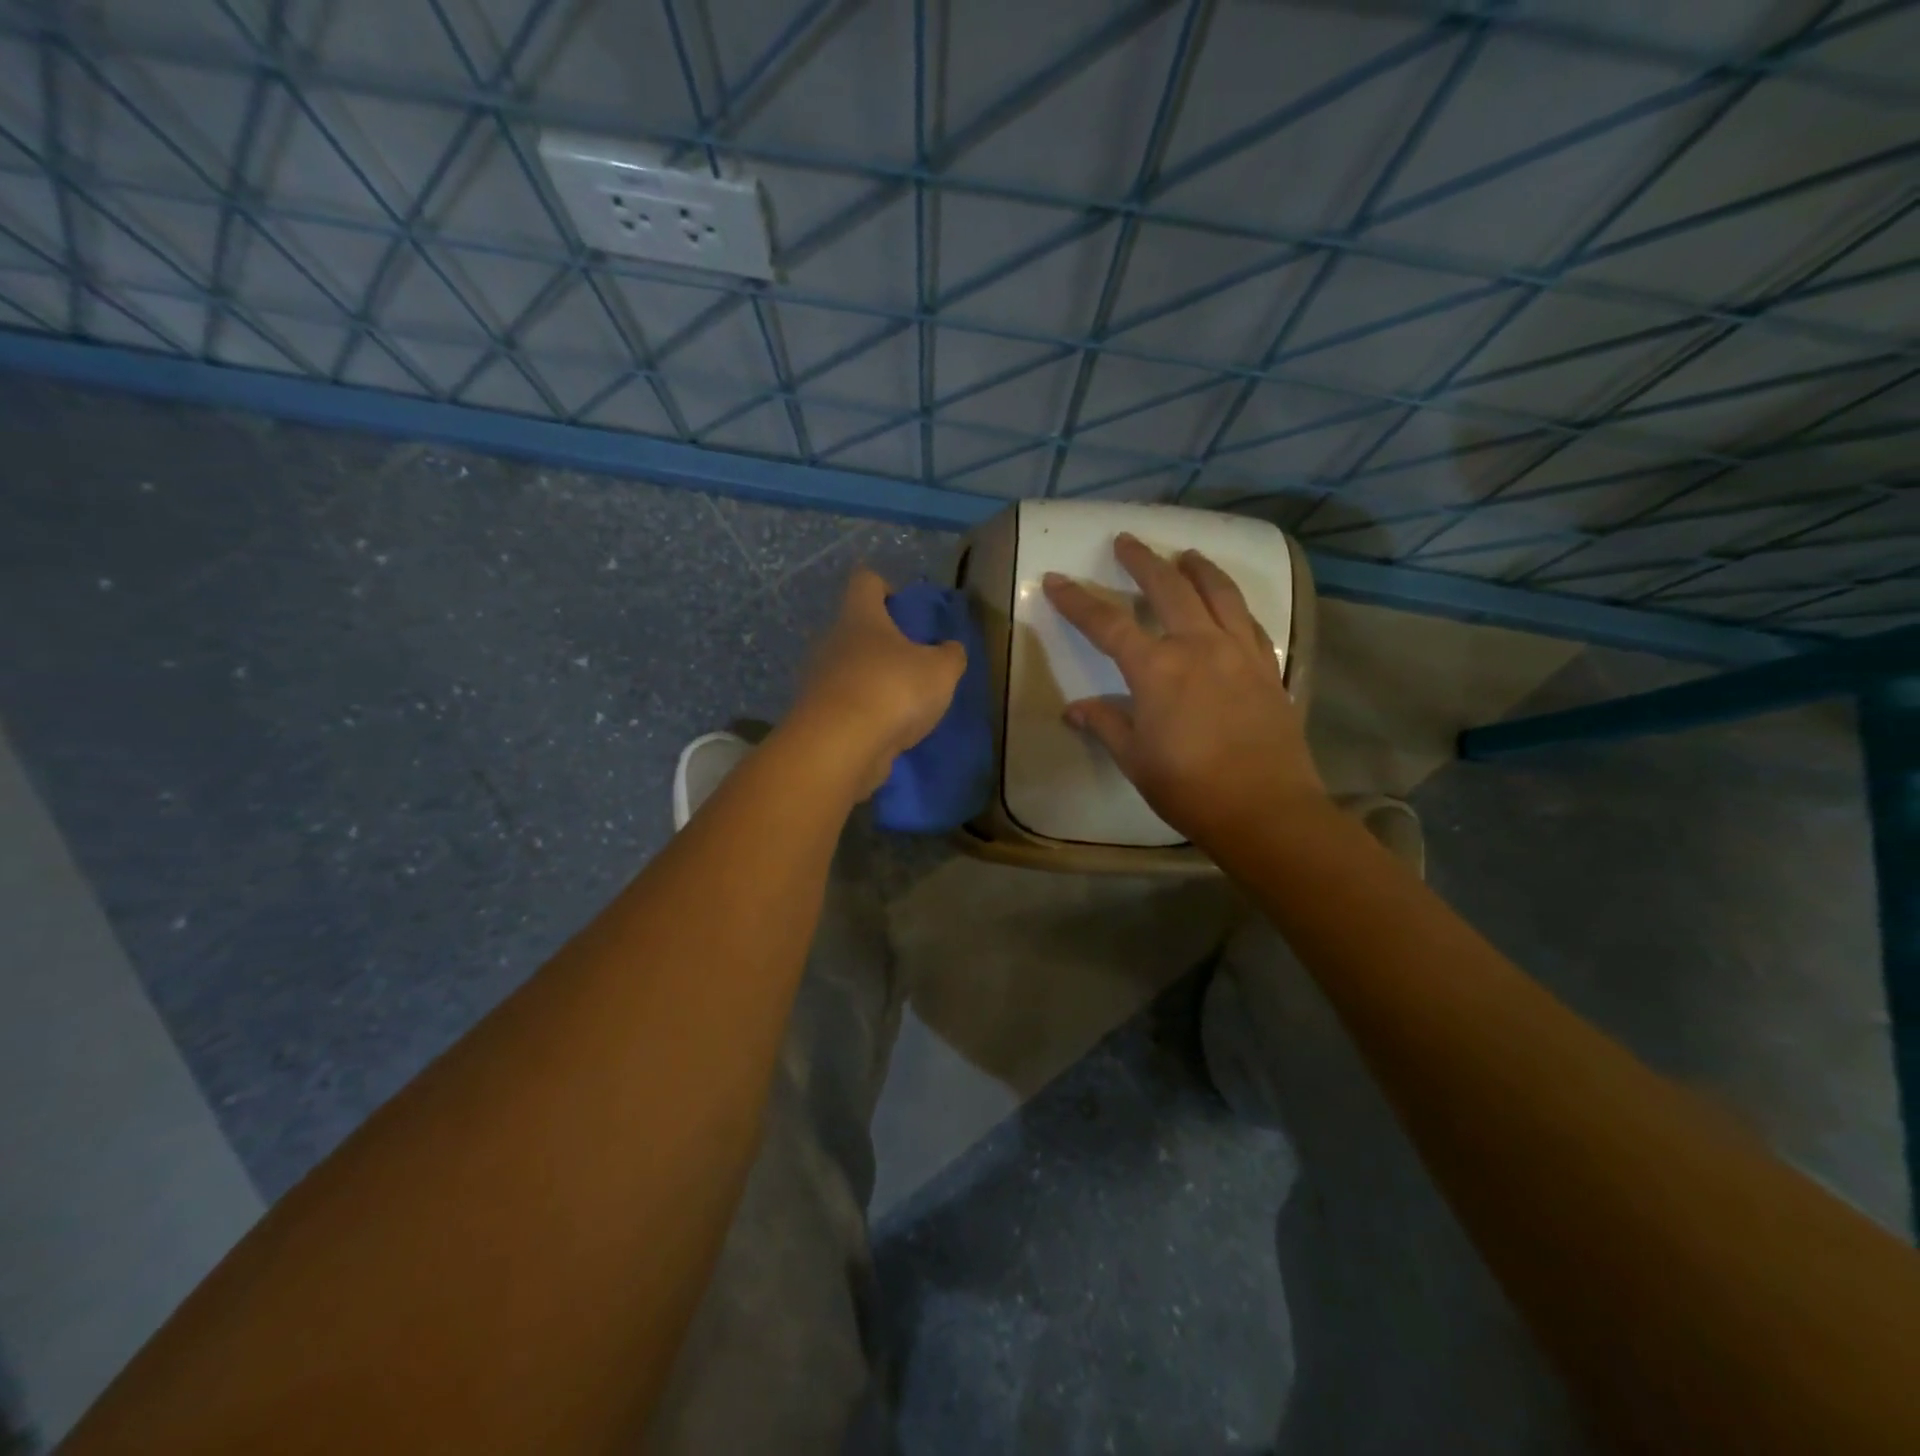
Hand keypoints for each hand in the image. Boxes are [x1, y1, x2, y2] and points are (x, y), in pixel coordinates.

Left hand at [789, 567, 966, 795]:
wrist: (839, 748)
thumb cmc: (892, 691)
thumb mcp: (940, 671)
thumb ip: (950, 656)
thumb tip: (949, 649)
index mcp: (860, 616)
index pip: (865, 581)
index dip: (884, 586)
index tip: (903, 607)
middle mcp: (832, 641)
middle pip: (856, 629)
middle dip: (883, 643)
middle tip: (913, 663)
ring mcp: (818, 679)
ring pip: (849, 669)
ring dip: (873, 681)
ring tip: (904, 703)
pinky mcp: (816, 716)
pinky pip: (844, 705)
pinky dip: (863, 713)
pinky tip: (887, 730)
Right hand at [1042, 533, 1323, 847]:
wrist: (1265, 809)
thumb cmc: (1189, 788)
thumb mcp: (1135, 759)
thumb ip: (1105, 724)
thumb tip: (1075, 708)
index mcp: (1156, 669)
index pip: (1107, 624)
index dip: (1078, 600)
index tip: (1056, 579)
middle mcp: (1198, 646)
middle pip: (1169, 588)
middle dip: (1142, 561)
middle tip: (1127, 541)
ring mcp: (1239, 653)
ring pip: (1218, 593)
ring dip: (1198, 568)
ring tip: (1185, 554)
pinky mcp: (1268, 667)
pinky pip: (1249, 622)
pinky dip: (1233, 604)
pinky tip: (1227, 604)